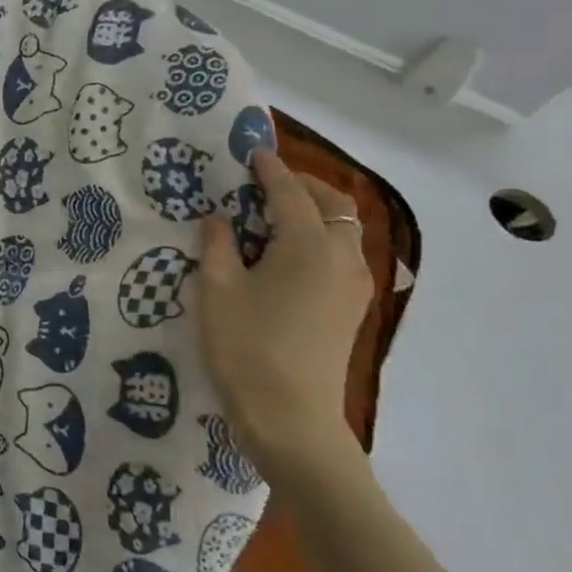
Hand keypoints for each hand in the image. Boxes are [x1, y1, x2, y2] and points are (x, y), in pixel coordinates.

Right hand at [195, 149, 373, 484]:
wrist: (290, 418)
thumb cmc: (245, 348)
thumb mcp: (217, 290)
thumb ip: (217, 245)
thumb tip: (218, 218)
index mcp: (308, 246)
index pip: (290, 194)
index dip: (270, 170)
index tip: (253, 153)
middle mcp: (342, 258)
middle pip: (333, 205)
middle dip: (303, 186)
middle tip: (266, 184)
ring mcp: (354, 286)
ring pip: (344, 231)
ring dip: (315, 213)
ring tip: (274, 218)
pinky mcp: (352, 309)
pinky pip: (343, 255)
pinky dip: (321, 239)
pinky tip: (288, 255)